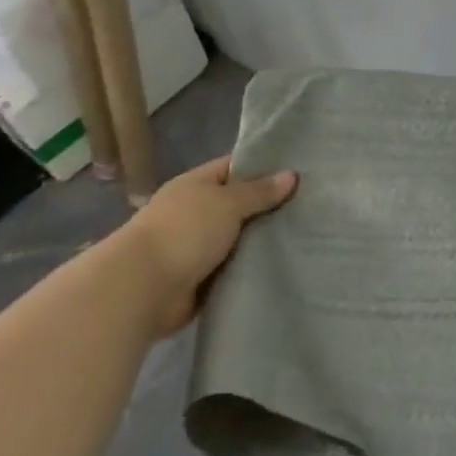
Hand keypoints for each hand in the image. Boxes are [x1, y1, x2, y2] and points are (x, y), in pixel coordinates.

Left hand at [119, 156, 296, 335]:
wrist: (143, 288)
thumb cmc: (185, 232)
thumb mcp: (227, 202)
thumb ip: (259, 191)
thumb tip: (291, 175)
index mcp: (195, 185)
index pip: (234, 167)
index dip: (264, 167)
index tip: (299, 171)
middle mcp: (195, 213)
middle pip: (239, 205)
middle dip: (269, 207)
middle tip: (312, 206)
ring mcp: (196, 247)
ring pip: (239, 238)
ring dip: (262, 241)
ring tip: (306, 236)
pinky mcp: (200, 279)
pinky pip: (233, 268)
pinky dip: (251, 268)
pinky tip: (283, 265)